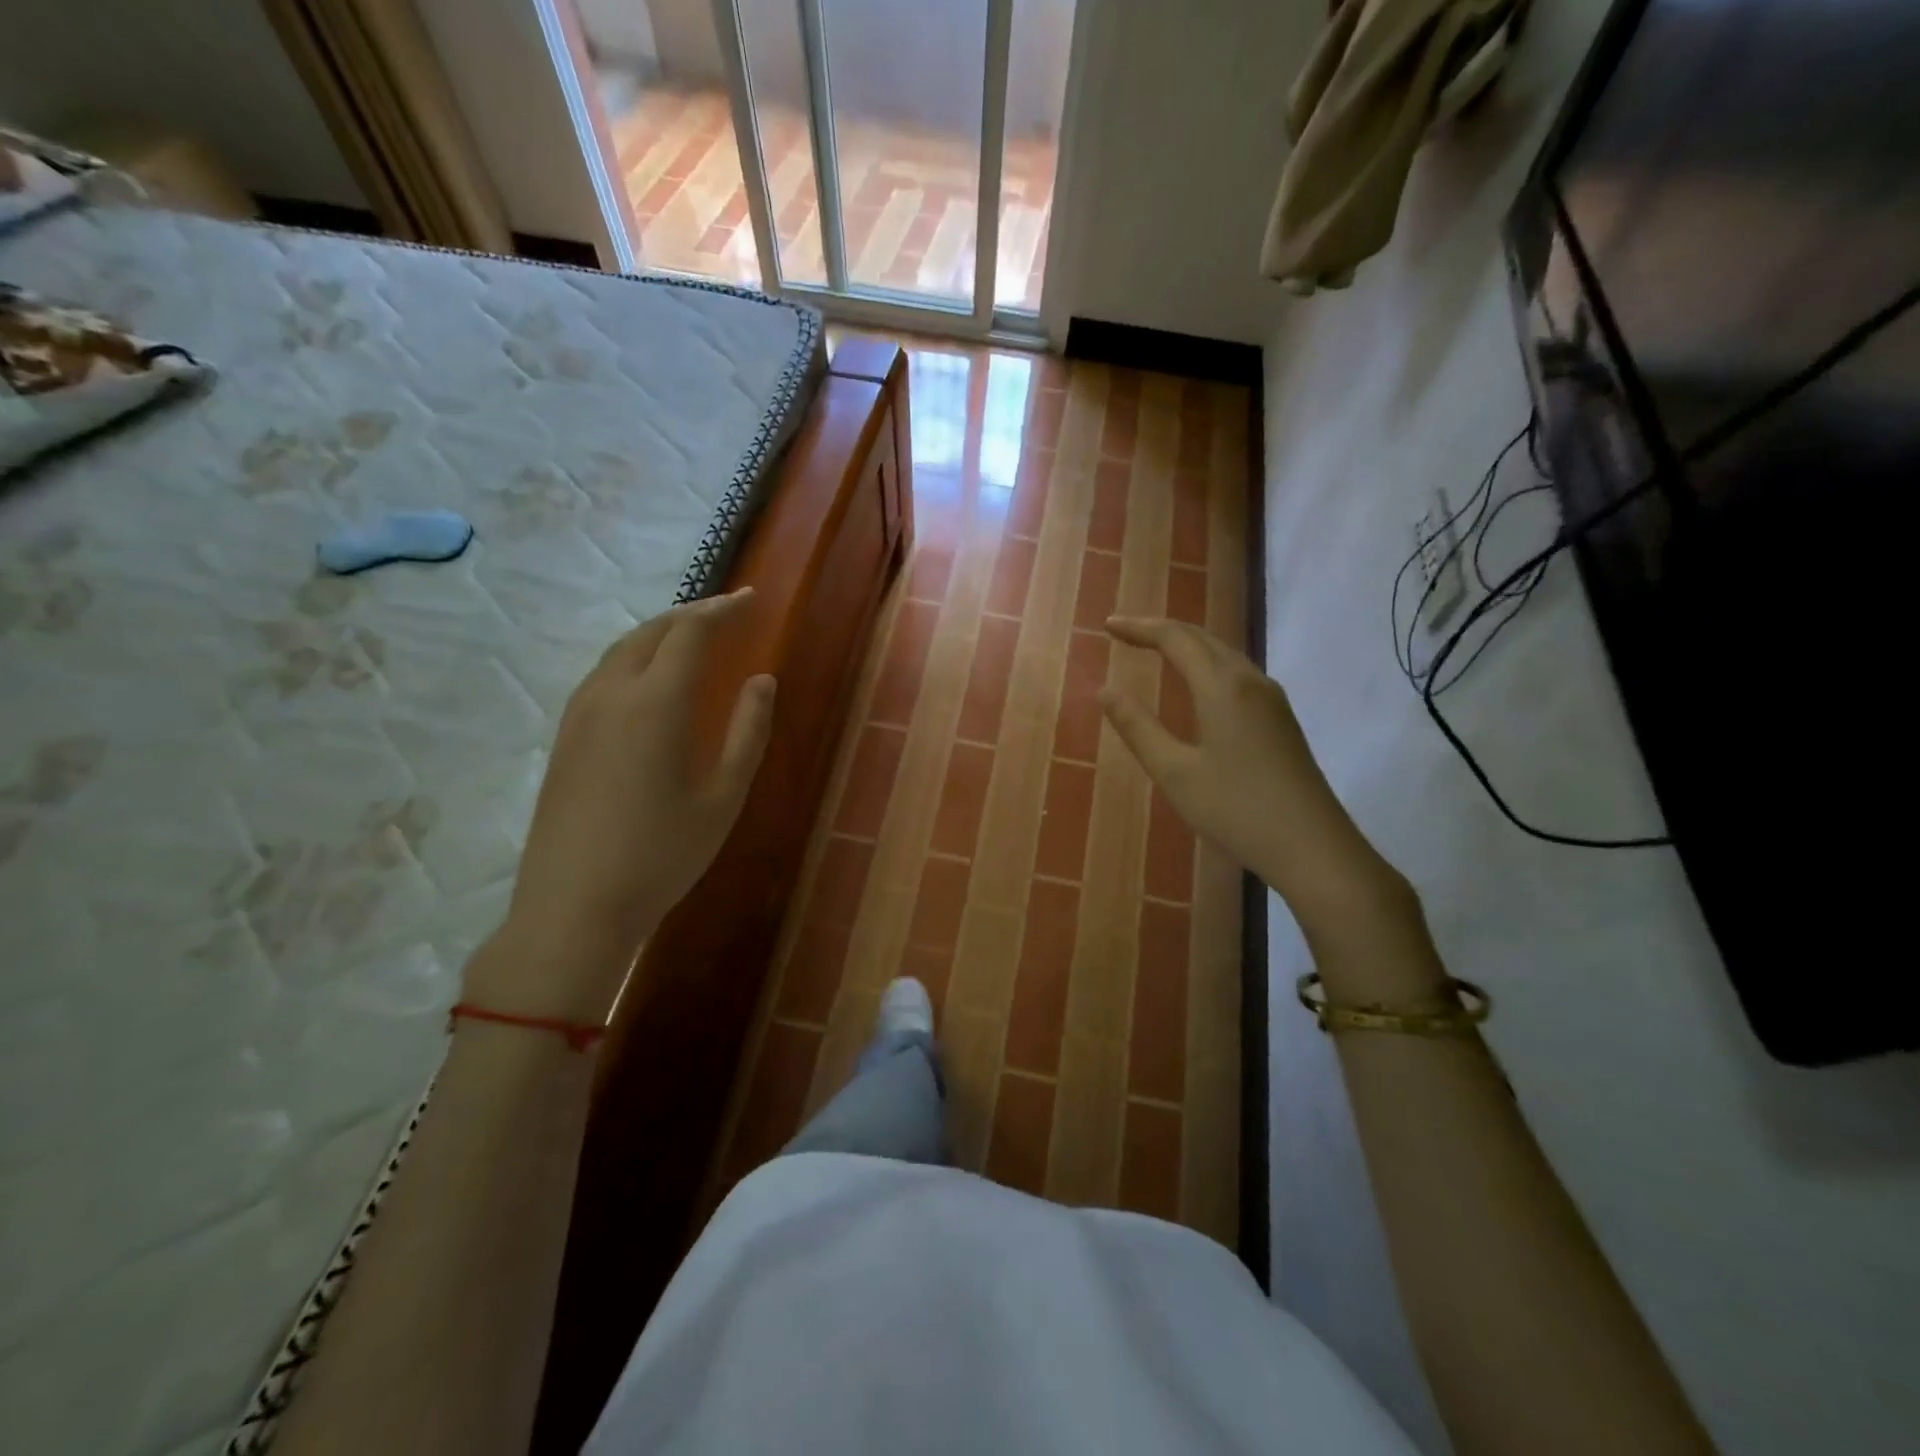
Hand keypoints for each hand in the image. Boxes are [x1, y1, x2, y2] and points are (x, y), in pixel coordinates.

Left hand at [473, 590, 775, 1022]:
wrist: (574, 907)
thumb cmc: (662, 855)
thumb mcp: (723, 797)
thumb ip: (748, 732)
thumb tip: (762, 681)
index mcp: (655, 704)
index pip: (690, 633)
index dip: (723, 610)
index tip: (751, 599)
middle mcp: (611, 695)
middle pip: (651, 631)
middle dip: (691, 613)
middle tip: (726, 612)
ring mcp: (579, 715)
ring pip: (620, 650)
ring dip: (659, 632)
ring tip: (691, 636)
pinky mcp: (564, 738)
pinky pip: (602, 675)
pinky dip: (634, 657)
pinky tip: (649, 679)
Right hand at [1099, 617, 1407, 934]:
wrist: (1312, 846)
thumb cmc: (1235, 809)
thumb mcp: (1174, 772)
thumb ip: (1138, 728)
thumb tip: (1105, 691)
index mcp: (1222, 687)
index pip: (1175, 639)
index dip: (1139, 628)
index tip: (1108, 626)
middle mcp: (1250, 681)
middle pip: (1203, 638)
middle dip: (1161, 630)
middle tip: (1125, 633)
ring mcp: (1272, 699)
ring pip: (1223, 654)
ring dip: (1187, 645)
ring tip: (1155, 650)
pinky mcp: (1281, 720)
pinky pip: (1237, 673)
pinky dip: (1207, 664)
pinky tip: (1198, 685)